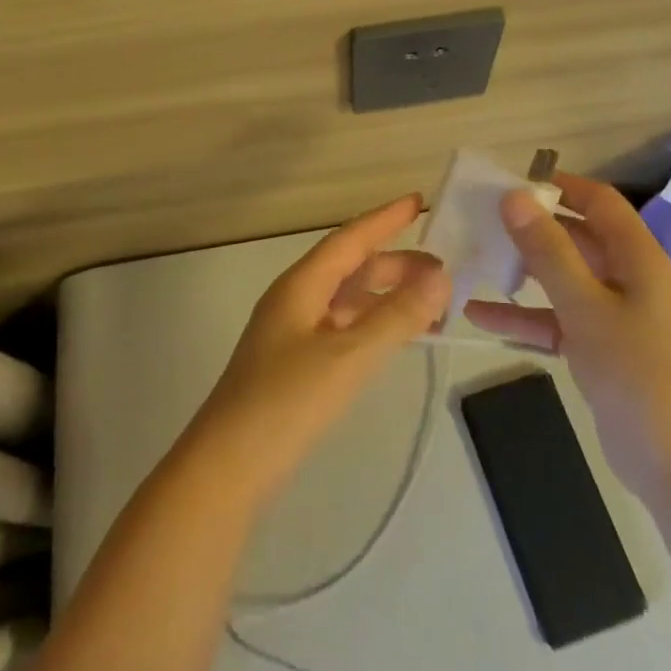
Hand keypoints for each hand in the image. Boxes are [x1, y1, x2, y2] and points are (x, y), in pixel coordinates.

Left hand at [183, 194, 448, 504]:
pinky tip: (394, 338)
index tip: (418, 201)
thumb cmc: (286, 402)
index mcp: (300, 286)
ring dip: (386, 297)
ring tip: (431, 306)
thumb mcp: (349, 356)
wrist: (227, 468)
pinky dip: (372, 325)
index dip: (384, 219)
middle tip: (443, 273)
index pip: (348, 239)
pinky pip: (342, 328)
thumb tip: (441, 275)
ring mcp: (292, 334)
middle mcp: (294, 300)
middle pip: (349, 268)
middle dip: (395, 265)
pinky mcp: (294, 365)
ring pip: (347, 300)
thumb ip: (397, 316)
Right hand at [464, 175, 670, 500]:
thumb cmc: (638, 375)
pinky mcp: (598, 349)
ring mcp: (613, 315)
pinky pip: (555, 319)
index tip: (511, 182)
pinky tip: (477, 315)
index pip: (599, 202)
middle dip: (531, 228)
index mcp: (637, 258)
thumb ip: (548, 251)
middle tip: (482, 220)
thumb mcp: (586, 307)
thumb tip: (515, 196)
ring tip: (475, 259)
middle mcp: (627, 278)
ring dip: (522, 272)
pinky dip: (523, 316)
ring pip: (561, 279)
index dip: (560, 186)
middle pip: (576, 237)